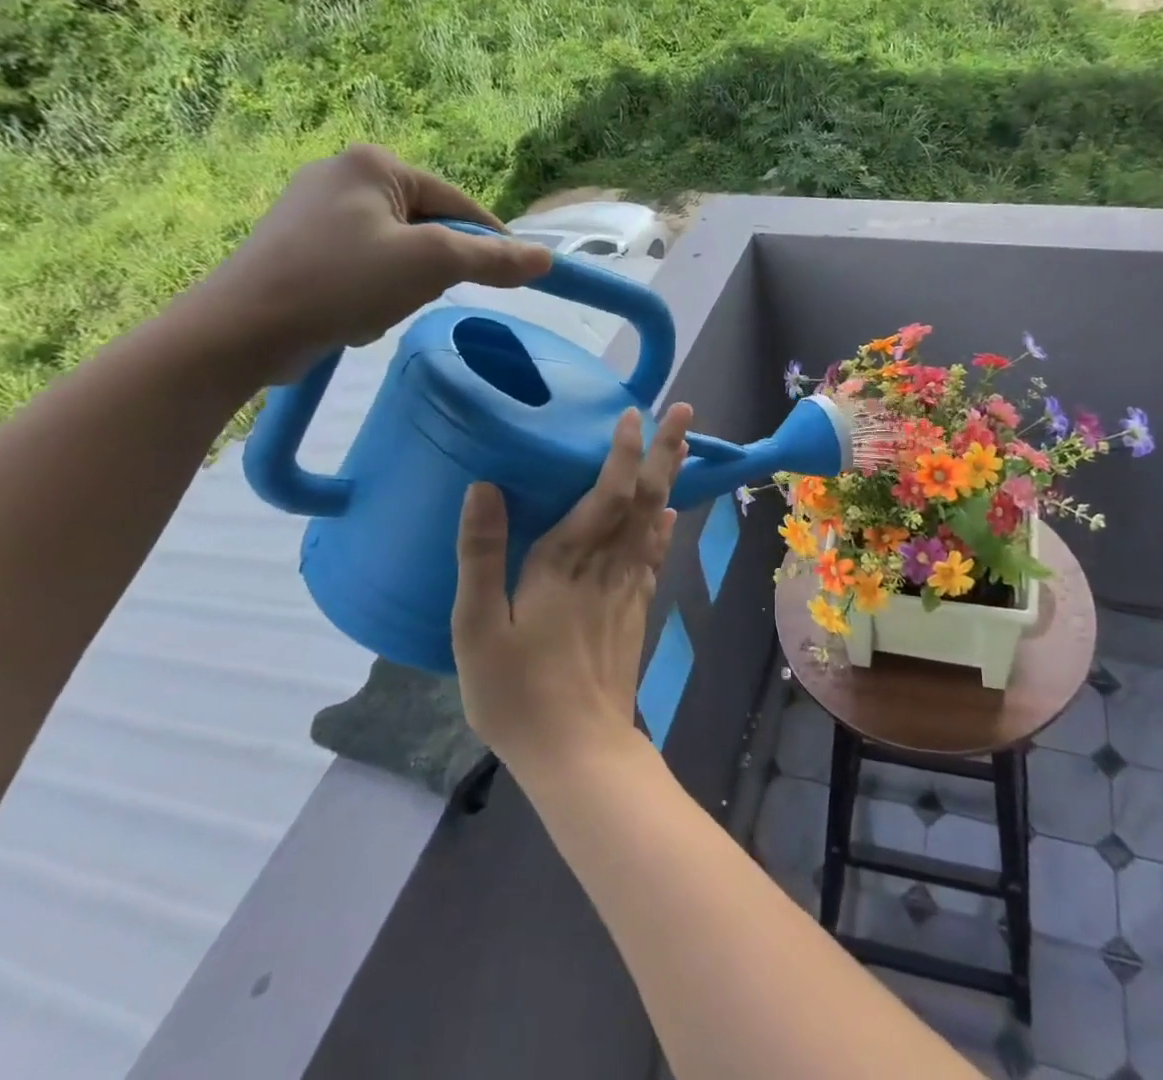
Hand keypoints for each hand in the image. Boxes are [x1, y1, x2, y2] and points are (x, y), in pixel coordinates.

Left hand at [193, 144, 552, 383]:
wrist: (243, 330)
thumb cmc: (343, 282)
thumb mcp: (432, 265)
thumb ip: (493, 259)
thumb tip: (546, 258)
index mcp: (372, 163)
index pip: (457, 201)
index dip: (489, 241)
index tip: (512, 277)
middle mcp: (340, 174)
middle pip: (426, 226)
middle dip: (432, 268)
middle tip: (421, 295)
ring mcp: (312, 210)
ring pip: (396, 250)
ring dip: (402, 284)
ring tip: (378, 308)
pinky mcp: (296, 245)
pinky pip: (363, 265)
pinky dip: (371, 291)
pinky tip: (353, 313)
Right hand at [452, 404, 694, 775]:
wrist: (577, 750)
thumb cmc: (517, 692)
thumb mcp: (476, 628)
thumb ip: (480, 556)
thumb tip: (484, 487)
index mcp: (566, 562)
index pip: (605, 493)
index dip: (621, 452)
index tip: (633, 413)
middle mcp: (607, 565)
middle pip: (644, 497)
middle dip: (665, 451)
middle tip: (685, 411)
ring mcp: (629, 588)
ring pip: (655, 520)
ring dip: (669, 479)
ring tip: (682, 446)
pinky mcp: (636, 610)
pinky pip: (655, 556)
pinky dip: (663, 528)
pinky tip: (667, 515)